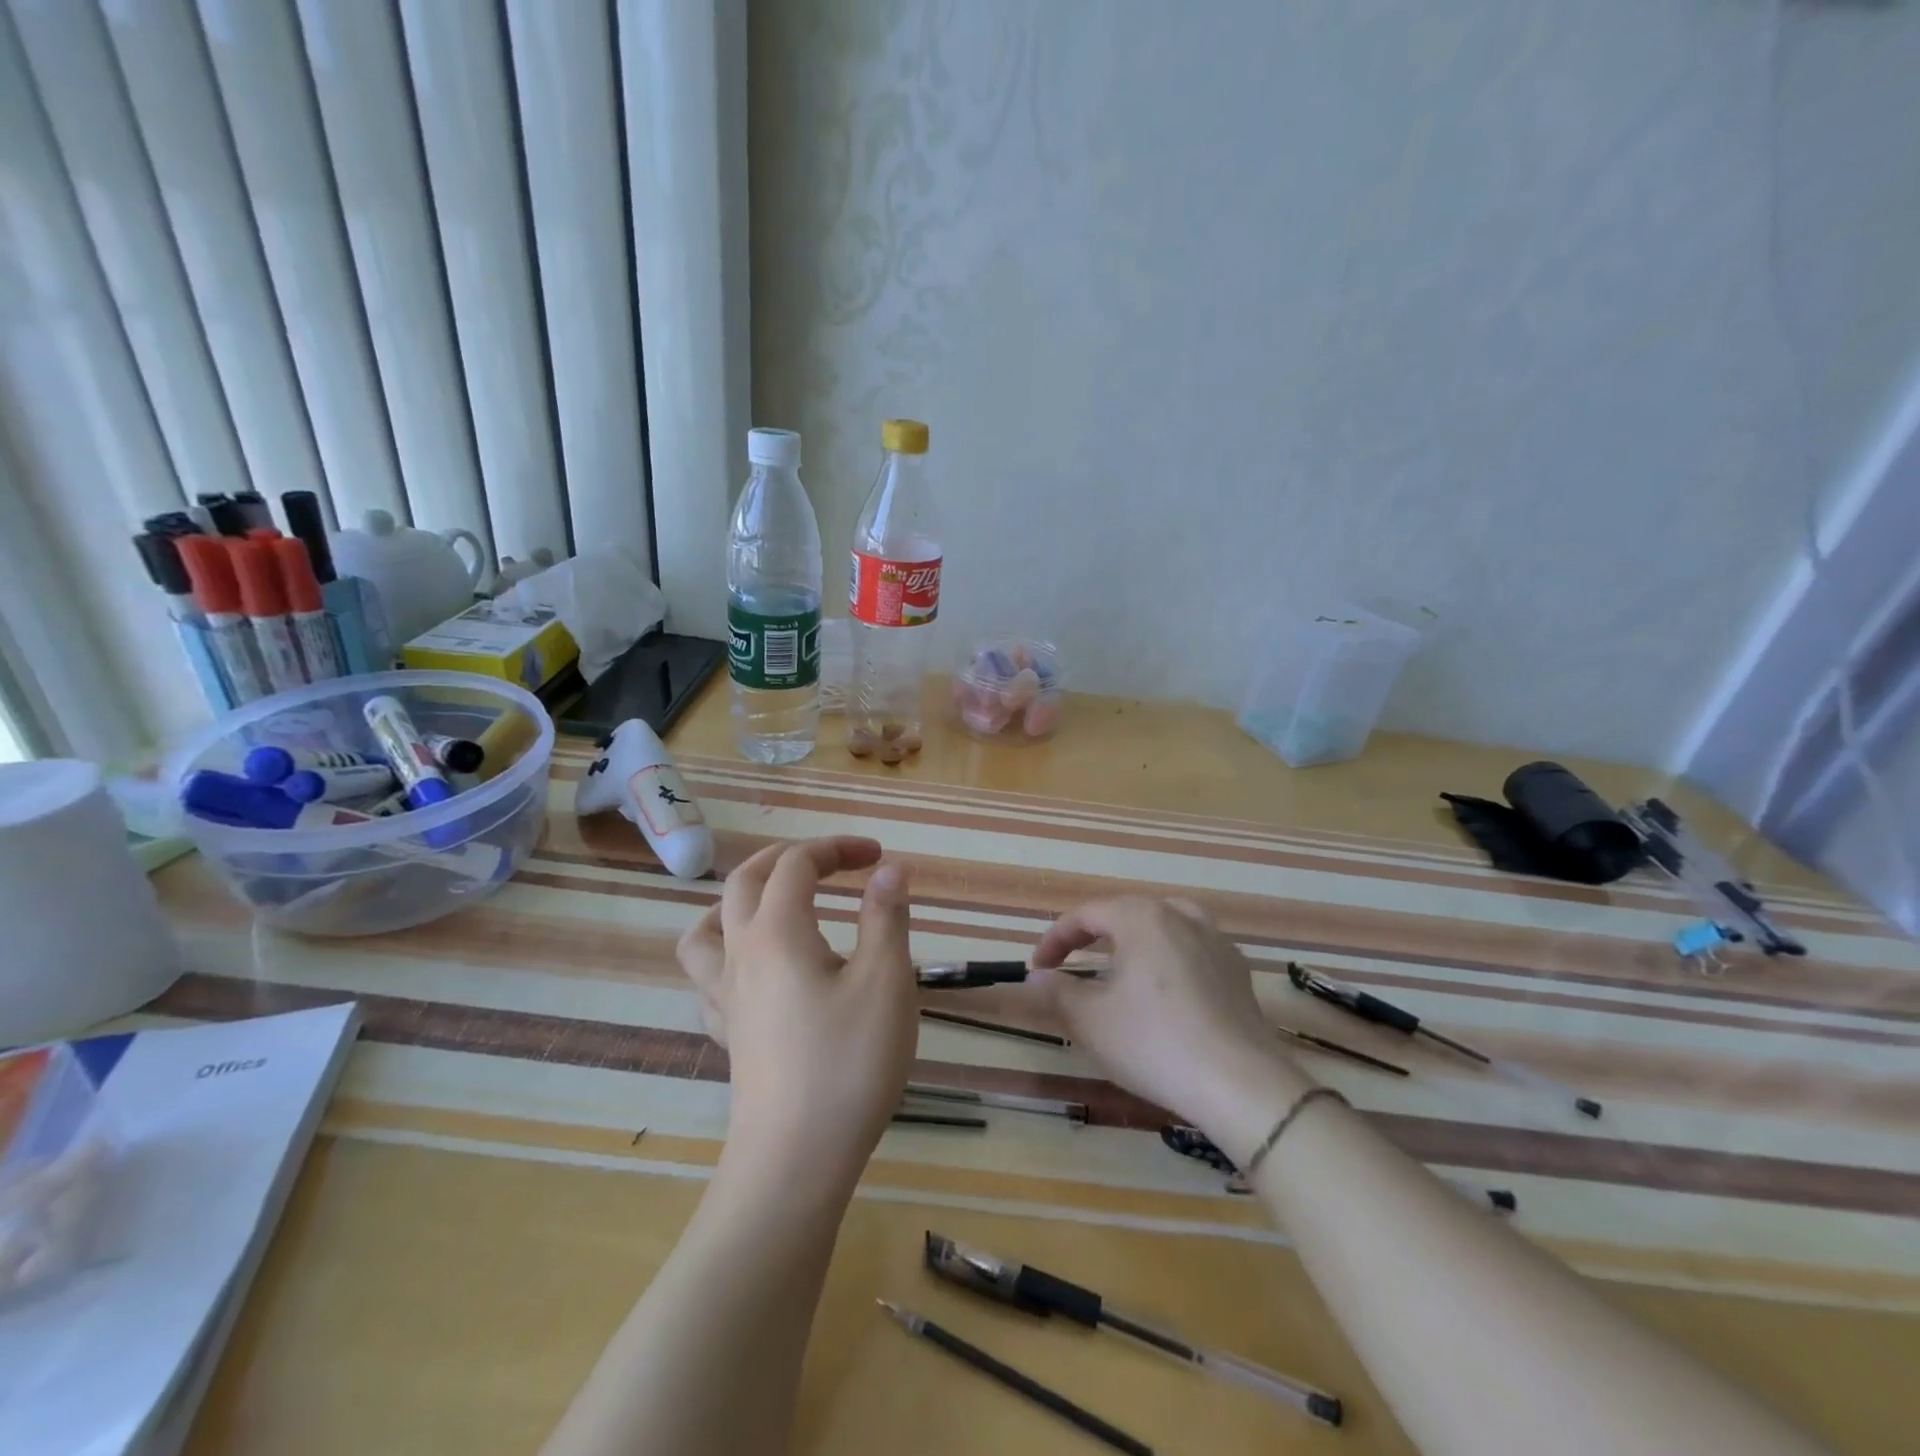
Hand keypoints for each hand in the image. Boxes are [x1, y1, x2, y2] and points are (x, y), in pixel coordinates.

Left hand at [677, 837, 916, 1192]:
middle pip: (745, 880)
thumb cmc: (848, 1062)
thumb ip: (886, 917)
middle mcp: (740, 953)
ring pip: (707, 926)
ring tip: (773, 903)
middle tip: (833, 863)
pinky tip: (755, 970)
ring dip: (739, 899)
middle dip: (790, 858)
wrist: (795, 1159)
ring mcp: (725, 995)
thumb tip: (890, 869)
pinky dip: (728, 952)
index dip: (835, 848)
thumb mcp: (885, 981)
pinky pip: (708, 976)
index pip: (796, 864)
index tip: (877, 857)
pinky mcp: (727, 1033)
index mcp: (777, 931)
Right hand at [1030, 897, 1307, 1161]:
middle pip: (1126, 912)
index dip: (1056, 939)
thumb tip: (1035, 978)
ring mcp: (1215, 941)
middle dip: (1092, 935)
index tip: (1038, 967)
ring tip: (1119, 964)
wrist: (1241, 1085)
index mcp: (1141, 918)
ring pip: (1164, 924)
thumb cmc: (1155, 1044)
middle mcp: (1180, 916)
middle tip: (1071, 964)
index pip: (1087, 914)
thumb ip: (1057, 993)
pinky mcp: (1237, 970)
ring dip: (1133, 939)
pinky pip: (1192, 948)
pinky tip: (1165, 988)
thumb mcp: (1091, 1021)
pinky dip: (1168, 957)